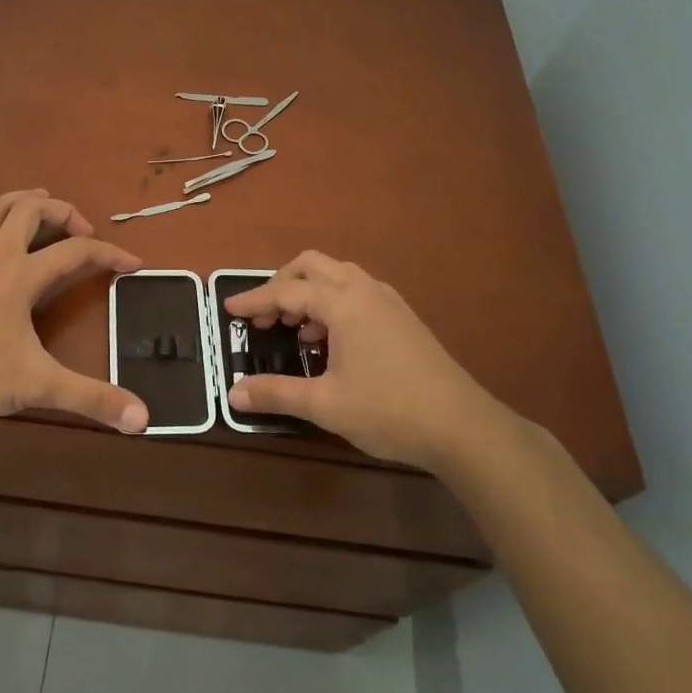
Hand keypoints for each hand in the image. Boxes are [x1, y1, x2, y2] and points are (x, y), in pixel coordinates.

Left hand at [0, 190, 148, 432]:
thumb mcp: (38, 386)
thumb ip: (90, 398)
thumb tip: (143, 418)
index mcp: (21, 275)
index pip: (76, 250)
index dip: (110, 254)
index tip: (133, 264)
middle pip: (32, 208)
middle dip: (64, 211)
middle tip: (82, 231)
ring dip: (25, 200)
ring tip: (42, 205)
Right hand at [224, 251, 503, 469]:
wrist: (463, 427)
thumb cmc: (389, 410)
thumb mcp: (325, 405)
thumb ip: (277, 393)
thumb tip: (234, 393)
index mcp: (343, 303)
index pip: (286, 291)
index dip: (254, 300)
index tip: (228, 310)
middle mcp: (365, 290)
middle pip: (312, 266)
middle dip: (281, 284)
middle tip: (263, 316)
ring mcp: (388, 301)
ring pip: (337, 275)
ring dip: (309, 292)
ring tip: (295, 329)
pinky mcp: (402, 317)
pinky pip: (356, 291)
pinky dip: (332, 302)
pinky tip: (330, 341)